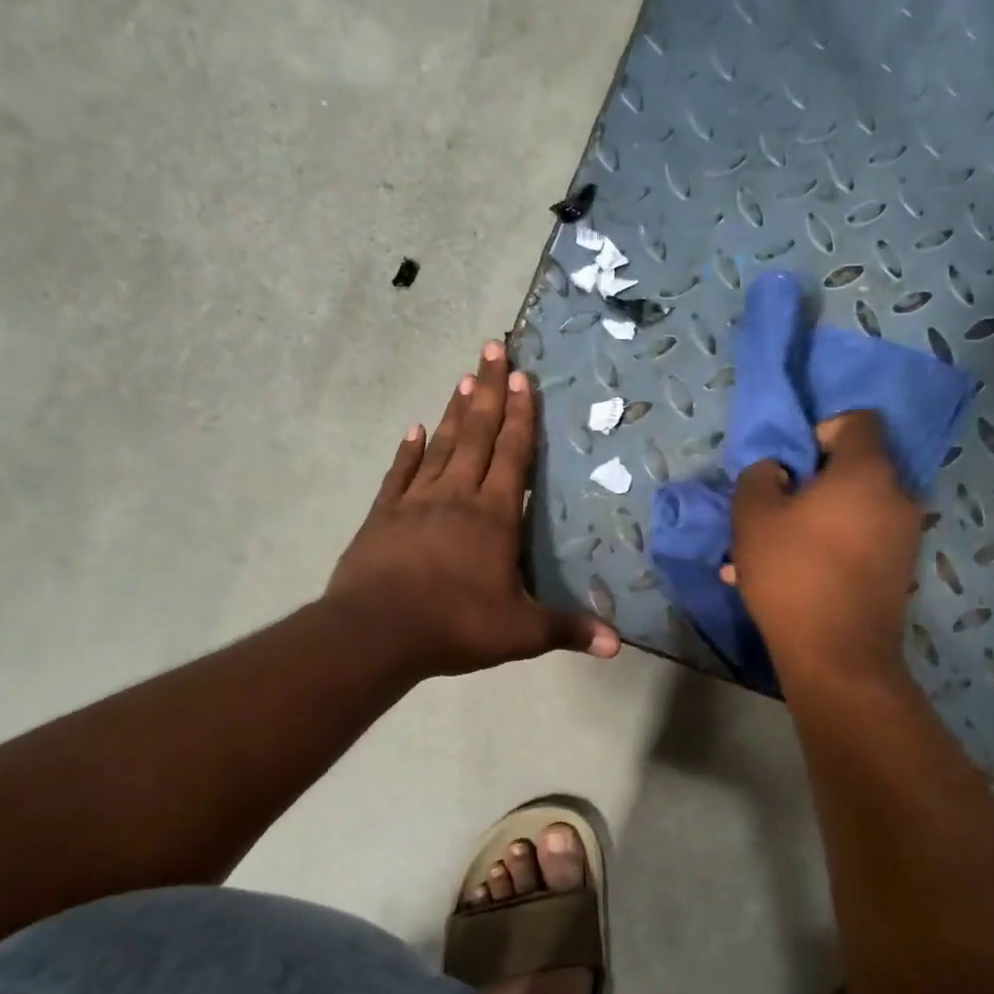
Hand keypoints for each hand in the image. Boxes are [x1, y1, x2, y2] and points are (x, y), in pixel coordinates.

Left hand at [328, 341, 620, 679]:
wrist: (377, 632)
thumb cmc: (455, 625)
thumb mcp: (520, 633)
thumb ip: (567, 630)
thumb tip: (617, 645)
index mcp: (494, 516)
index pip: (512, 455)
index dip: (520, 416)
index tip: (523, 377)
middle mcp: (457, 496)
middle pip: (476, 434)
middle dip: (489, 390)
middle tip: (493, 348)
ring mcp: (416, 502)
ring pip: (440, 446)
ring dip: (454, 412)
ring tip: (464, 377)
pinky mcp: (383, 516)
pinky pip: (399, 474)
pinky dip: (408, 451)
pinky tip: (414, 429)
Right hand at [725, 411, 921, 685]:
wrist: (837, 656)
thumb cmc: (793, 574)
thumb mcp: (753, 517)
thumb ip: (760, 477)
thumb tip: (778, 470)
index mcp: (868, 471)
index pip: (859, 421)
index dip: (821, 429)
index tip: (792, 462)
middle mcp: (898, 496)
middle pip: (856, 469)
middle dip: (812, 482)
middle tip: (776, 507)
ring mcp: (904, 536)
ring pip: (853, 510)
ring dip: (814, 520)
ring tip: (771, 551)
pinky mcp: (898, 570)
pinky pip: (859, 541)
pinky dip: (829, 547)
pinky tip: (790, 577)